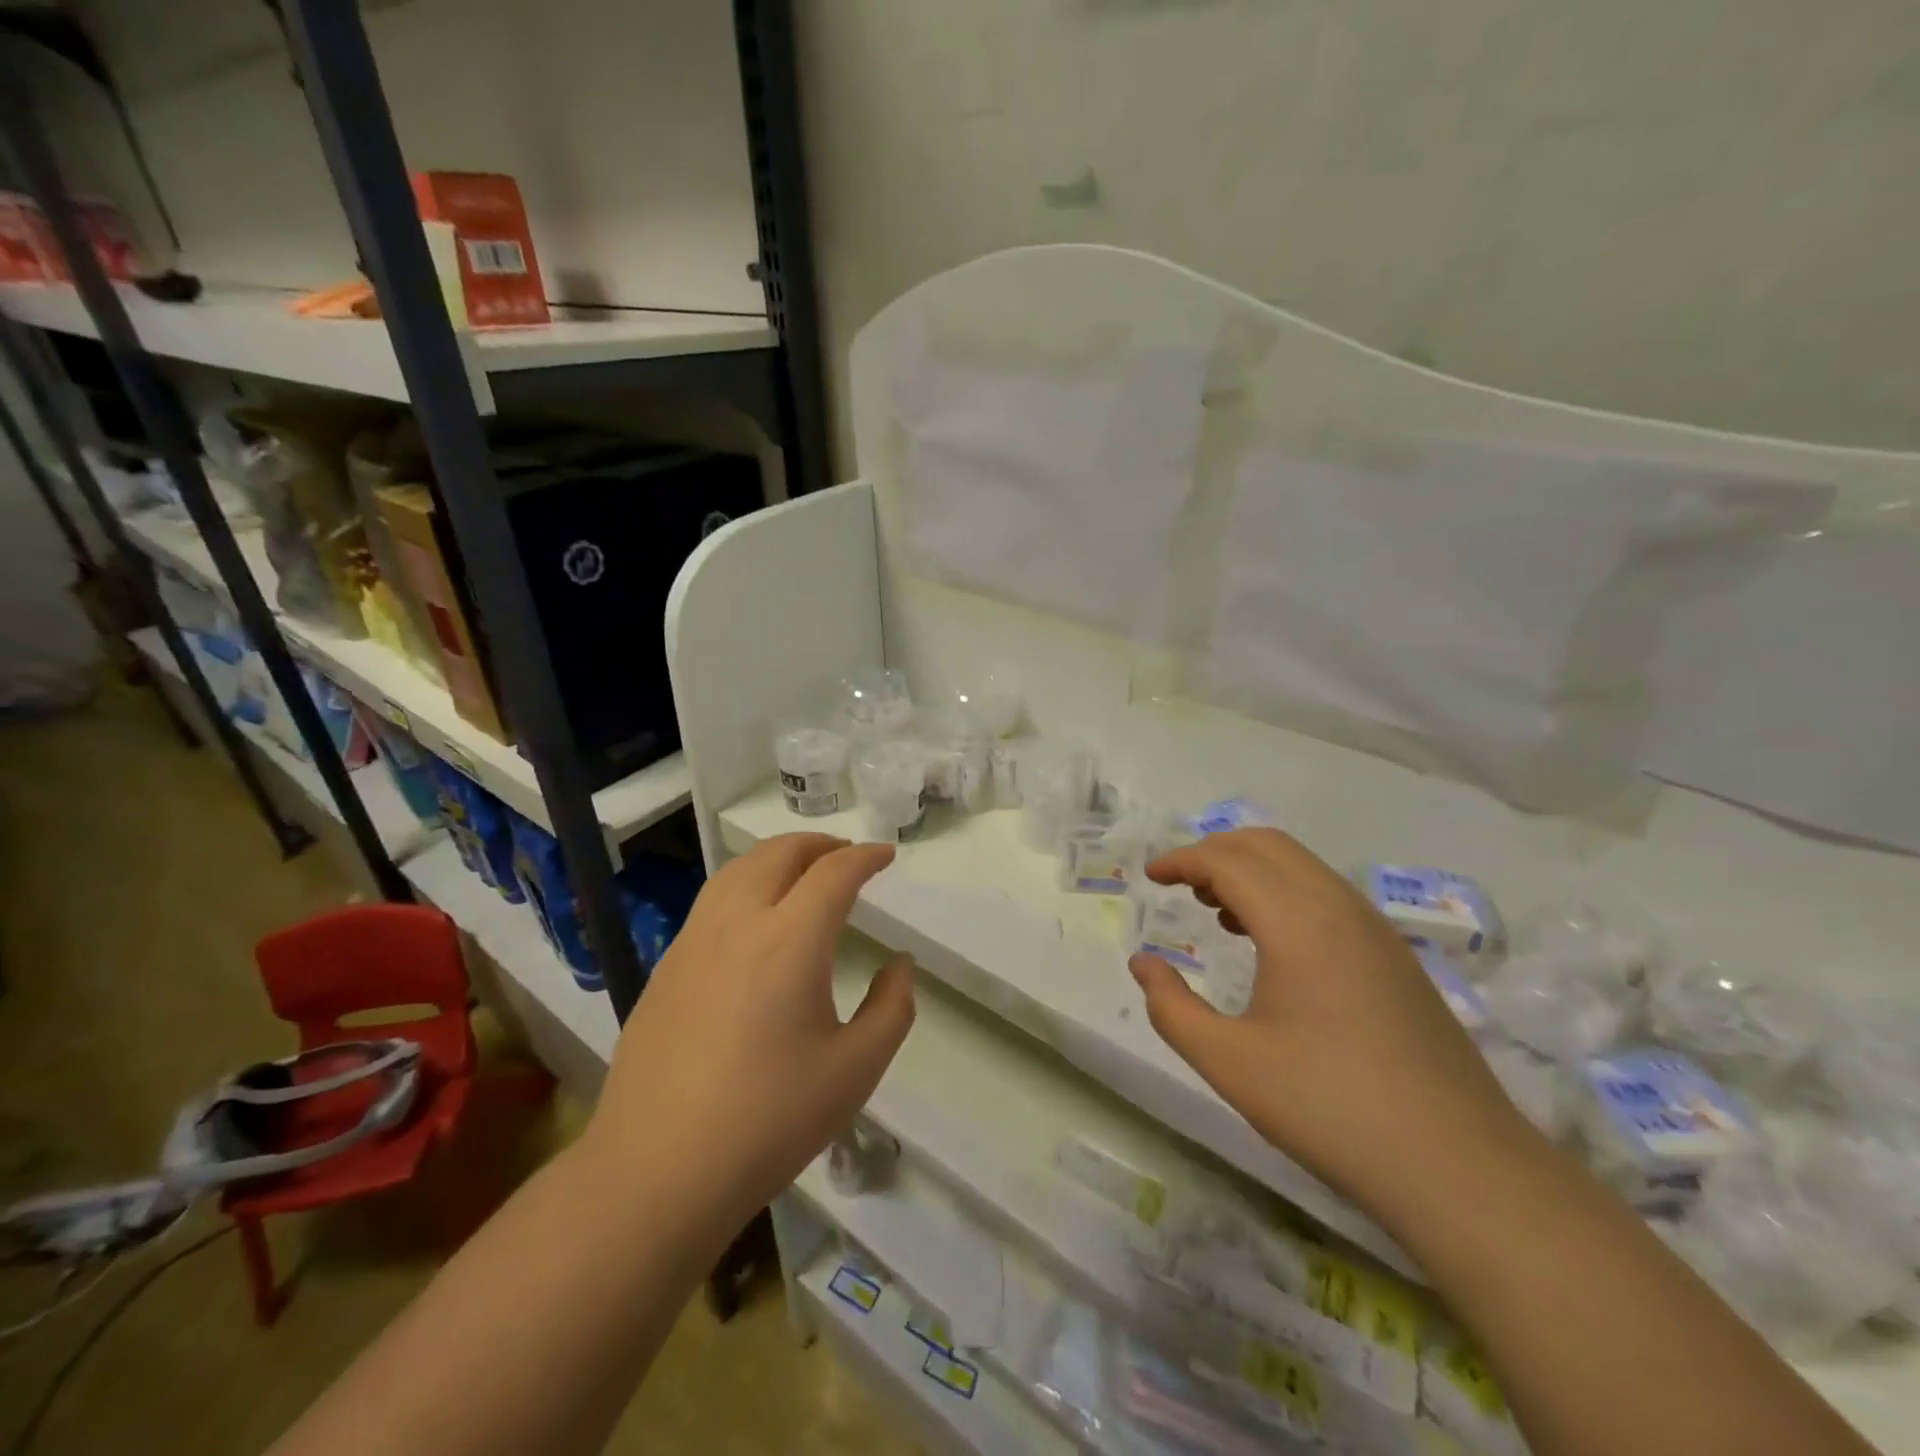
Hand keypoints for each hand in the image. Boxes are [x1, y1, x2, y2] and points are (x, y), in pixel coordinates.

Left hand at [585, 834, 914, 1229]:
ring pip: (738, 870)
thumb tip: (899, 965)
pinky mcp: (666, 967)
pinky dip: (746, 886)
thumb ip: (892, 1007)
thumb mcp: (855, 1070)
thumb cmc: (769, 1120)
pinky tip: (755, 922)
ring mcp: (693, 941)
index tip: (886, 856)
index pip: (834, 873)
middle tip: (848, 857)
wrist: (657, 1171)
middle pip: (779, 853)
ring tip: (803, 873)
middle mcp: (738, 922)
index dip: (866, 857)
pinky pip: (713, 902)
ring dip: (778, 858)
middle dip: (821, 845)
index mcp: (789, 939)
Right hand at [1130, 829, 1535, 1222]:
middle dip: (1214, 852)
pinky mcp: (1396, 956)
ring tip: (1216, 911)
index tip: (1150, 877)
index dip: (1182, 861)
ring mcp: (1376, 929)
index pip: (1227, 861)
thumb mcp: (1230, 1062)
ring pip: (1302, 866)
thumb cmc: (1330, 1108)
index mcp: (1297, 921)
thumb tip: (1144, 964)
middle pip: (1266, 845)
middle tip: (1179, 886)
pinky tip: (1271, 944)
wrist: (1460, 1167)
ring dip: (1252, 871)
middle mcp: (1339, 907)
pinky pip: (1327, 894)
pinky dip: (1285, 893)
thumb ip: (1172, 1008)